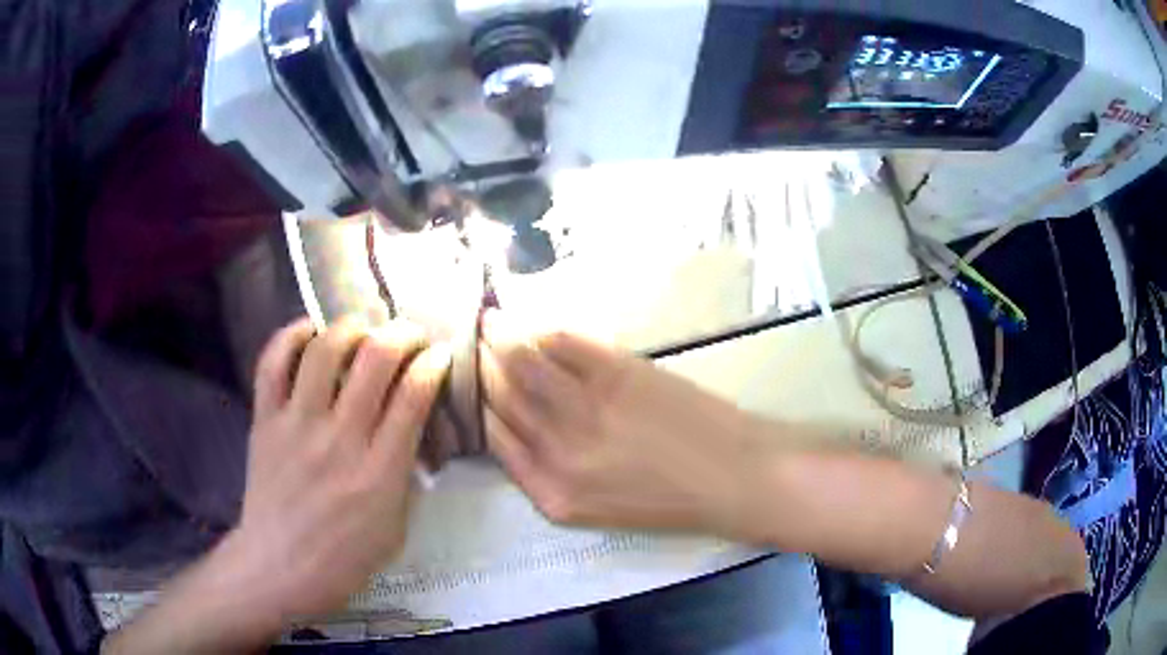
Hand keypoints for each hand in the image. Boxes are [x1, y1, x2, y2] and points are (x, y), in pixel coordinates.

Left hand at [218, 318, 449, 623]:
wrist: (279, 568)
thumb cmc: (344, 559)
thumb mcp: (396, 530)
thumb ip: (406, 478)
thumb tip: (412, 434)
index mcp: (379, 473)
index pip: (413, 396)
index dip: (433, 364)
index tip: (440, 355)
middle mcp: (339, 439)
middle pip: (374, 360)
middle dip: (401, 334)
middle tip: (410, 333)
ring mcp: (297, 425)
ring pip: (324, 350)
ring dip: (350, 327)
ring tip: (362, 328)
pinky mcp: (265, 421)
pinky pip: (273, 364)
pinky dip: (290, 336)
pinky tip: (308, 330)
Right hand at [480, 314, 772, 540]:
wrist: (729, 476)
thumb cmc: (665, 499)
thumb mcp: (593, 508)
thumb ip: (546, 474)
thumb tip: (512, 427)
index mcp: (550, 492)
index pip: (493, 438)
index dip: (476, 406)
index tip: (469, 384)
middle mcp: (557, 451)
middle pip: (500, 397)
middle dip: (478, 367)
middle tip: (469, 343)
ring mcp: (586, 407)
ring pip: (522, 363)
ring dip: (498, 338)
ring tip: (487, 322)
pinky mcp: (616, 372)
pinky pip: (561, 343)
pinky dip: (540, 331)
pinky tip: (530, 325)